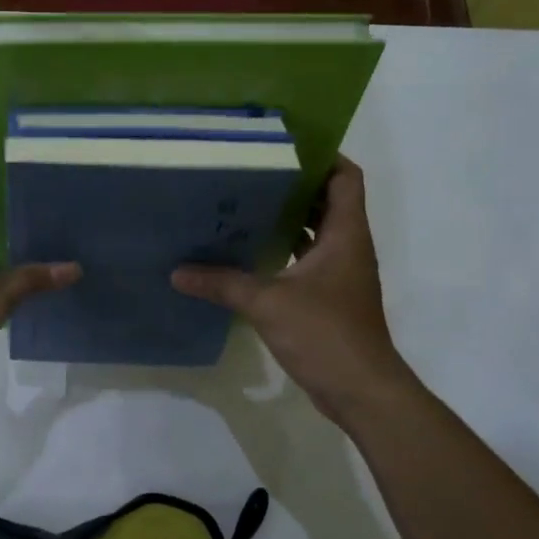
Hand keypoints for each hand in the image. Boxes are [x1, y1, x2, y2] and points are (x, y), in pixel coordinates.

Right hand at [172, 157, 413, 425]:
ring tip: (243, 205)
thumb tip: (178, 272)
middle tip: (249, 173)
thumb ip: (222, 283)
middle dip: (293, 185)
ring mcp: (340, 273)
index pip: (345, 176)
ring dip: (287, 219)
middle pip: (327, 200)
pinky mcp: (330, 297)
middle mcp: (348, 246)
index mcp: (346, 233)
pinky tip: (249, 253)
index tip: (283, 147)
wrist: (361, 390)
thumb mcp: (267, 303)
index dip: (322, 156)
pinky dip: (284, 251)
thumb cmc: (325, 333)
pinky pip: (307, 260)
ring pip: (316, 231)